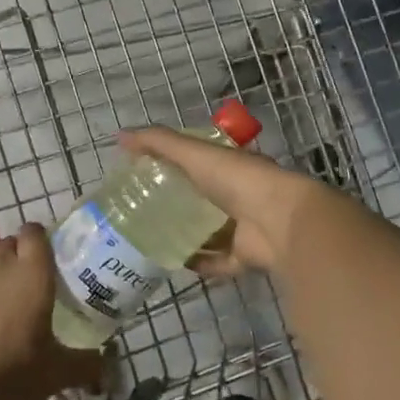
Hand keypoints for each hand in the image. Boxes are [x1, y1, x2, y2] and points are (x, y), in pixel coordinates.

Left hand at [0, 224, 103, 399]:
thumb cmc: (22, 372)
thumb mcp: (63, 370)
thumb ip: (90, 363)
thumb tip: (106, 365)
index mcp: (34, 272)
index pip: (34, 232)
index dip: (39, 240)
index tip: (46, 257)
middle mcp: (2, 264)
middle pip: (9, 242)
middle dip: (17, 253)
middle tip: (27, 279)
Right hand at [115, 127, 323, 276]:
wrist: (279, 220)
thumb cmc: (237, 179)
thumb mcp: (194, 153)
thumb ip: (159, 143)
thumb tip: (120, 136)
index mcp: (230, 167)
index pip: (199, 164)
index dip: (174, 167)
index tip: (144, 176)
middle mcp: (238, 196)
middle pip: (203, 201)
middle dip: (177, 206)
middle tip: (141, 214)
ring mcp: (244, 228)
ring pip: (210, 233)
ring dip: (186, 238)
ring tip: (151, 241)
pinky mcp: (245, 256)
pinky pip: (218, 262)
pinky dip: (200, 263)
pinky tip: (174, 263)